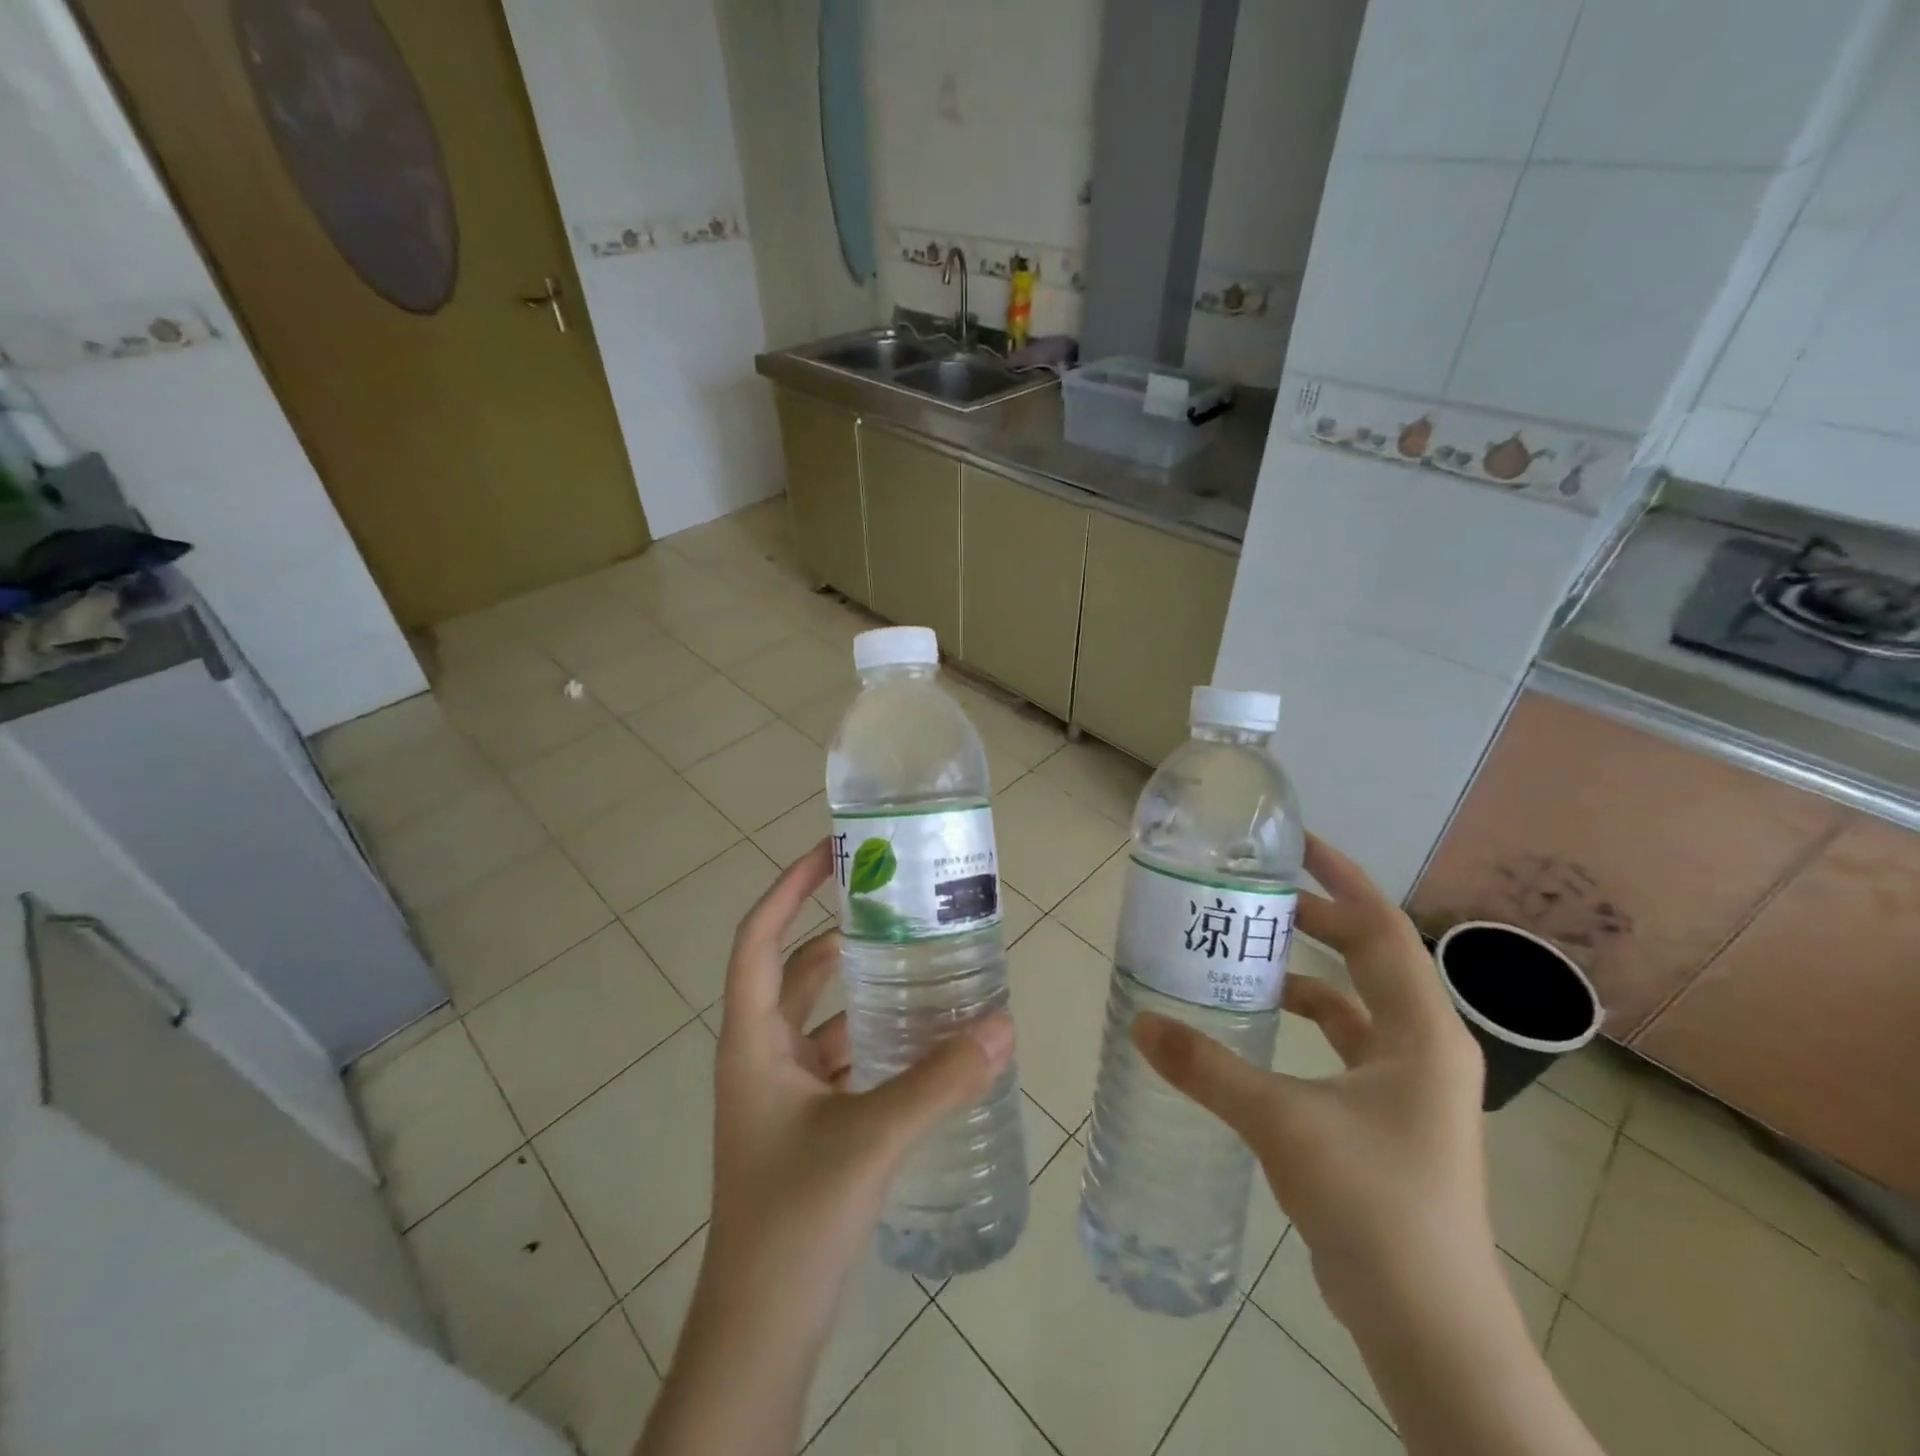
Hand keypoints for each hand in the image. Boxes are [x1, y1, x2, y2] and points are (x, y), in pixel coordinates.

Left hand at [641, 840, 1013, 1455]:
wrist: (760, 1333)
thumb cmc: (794, 1220)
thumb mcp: (871, 1138)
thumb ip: (940, 1079)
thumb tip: (1003, 1020)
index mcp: (753, 1041)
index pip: (760, 938)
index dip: (789, 887)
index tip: (833, 852)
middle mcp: (762, 1055)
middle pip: (797, 971)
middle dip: (841, 932)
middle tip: (897, 904)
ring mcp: (782, 1093)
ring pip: (824, 1018)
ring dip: (865, 989)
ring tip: (922, 961)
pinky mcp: (807, 1124)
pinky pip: (842, 1059)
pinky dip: (876, 1039)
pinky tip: (925, 1039)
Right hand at [1132, 833, 1488, 1332]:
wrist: (1429, 1326)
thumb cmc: (1374, 1205)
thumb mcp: (1282, 1123)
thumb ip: (1208, 1069)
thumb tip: (1142, 1022)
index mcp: (1419, 1032)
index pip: (1382, 930)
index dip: (1342, 880)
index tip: (1296, 846)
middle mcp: (1423, 1048)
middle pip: (1370, 958)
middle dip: (1318, 920)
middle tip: (1257, 895)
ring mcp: (1409, 1087)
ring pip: (1355, 1005)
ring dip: (1308, 974)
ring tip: (1249, 954)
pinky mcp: (1388, 1118)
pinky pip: (1345, 1046)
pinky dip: (1307, 1024)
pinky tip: (1259, 1029)